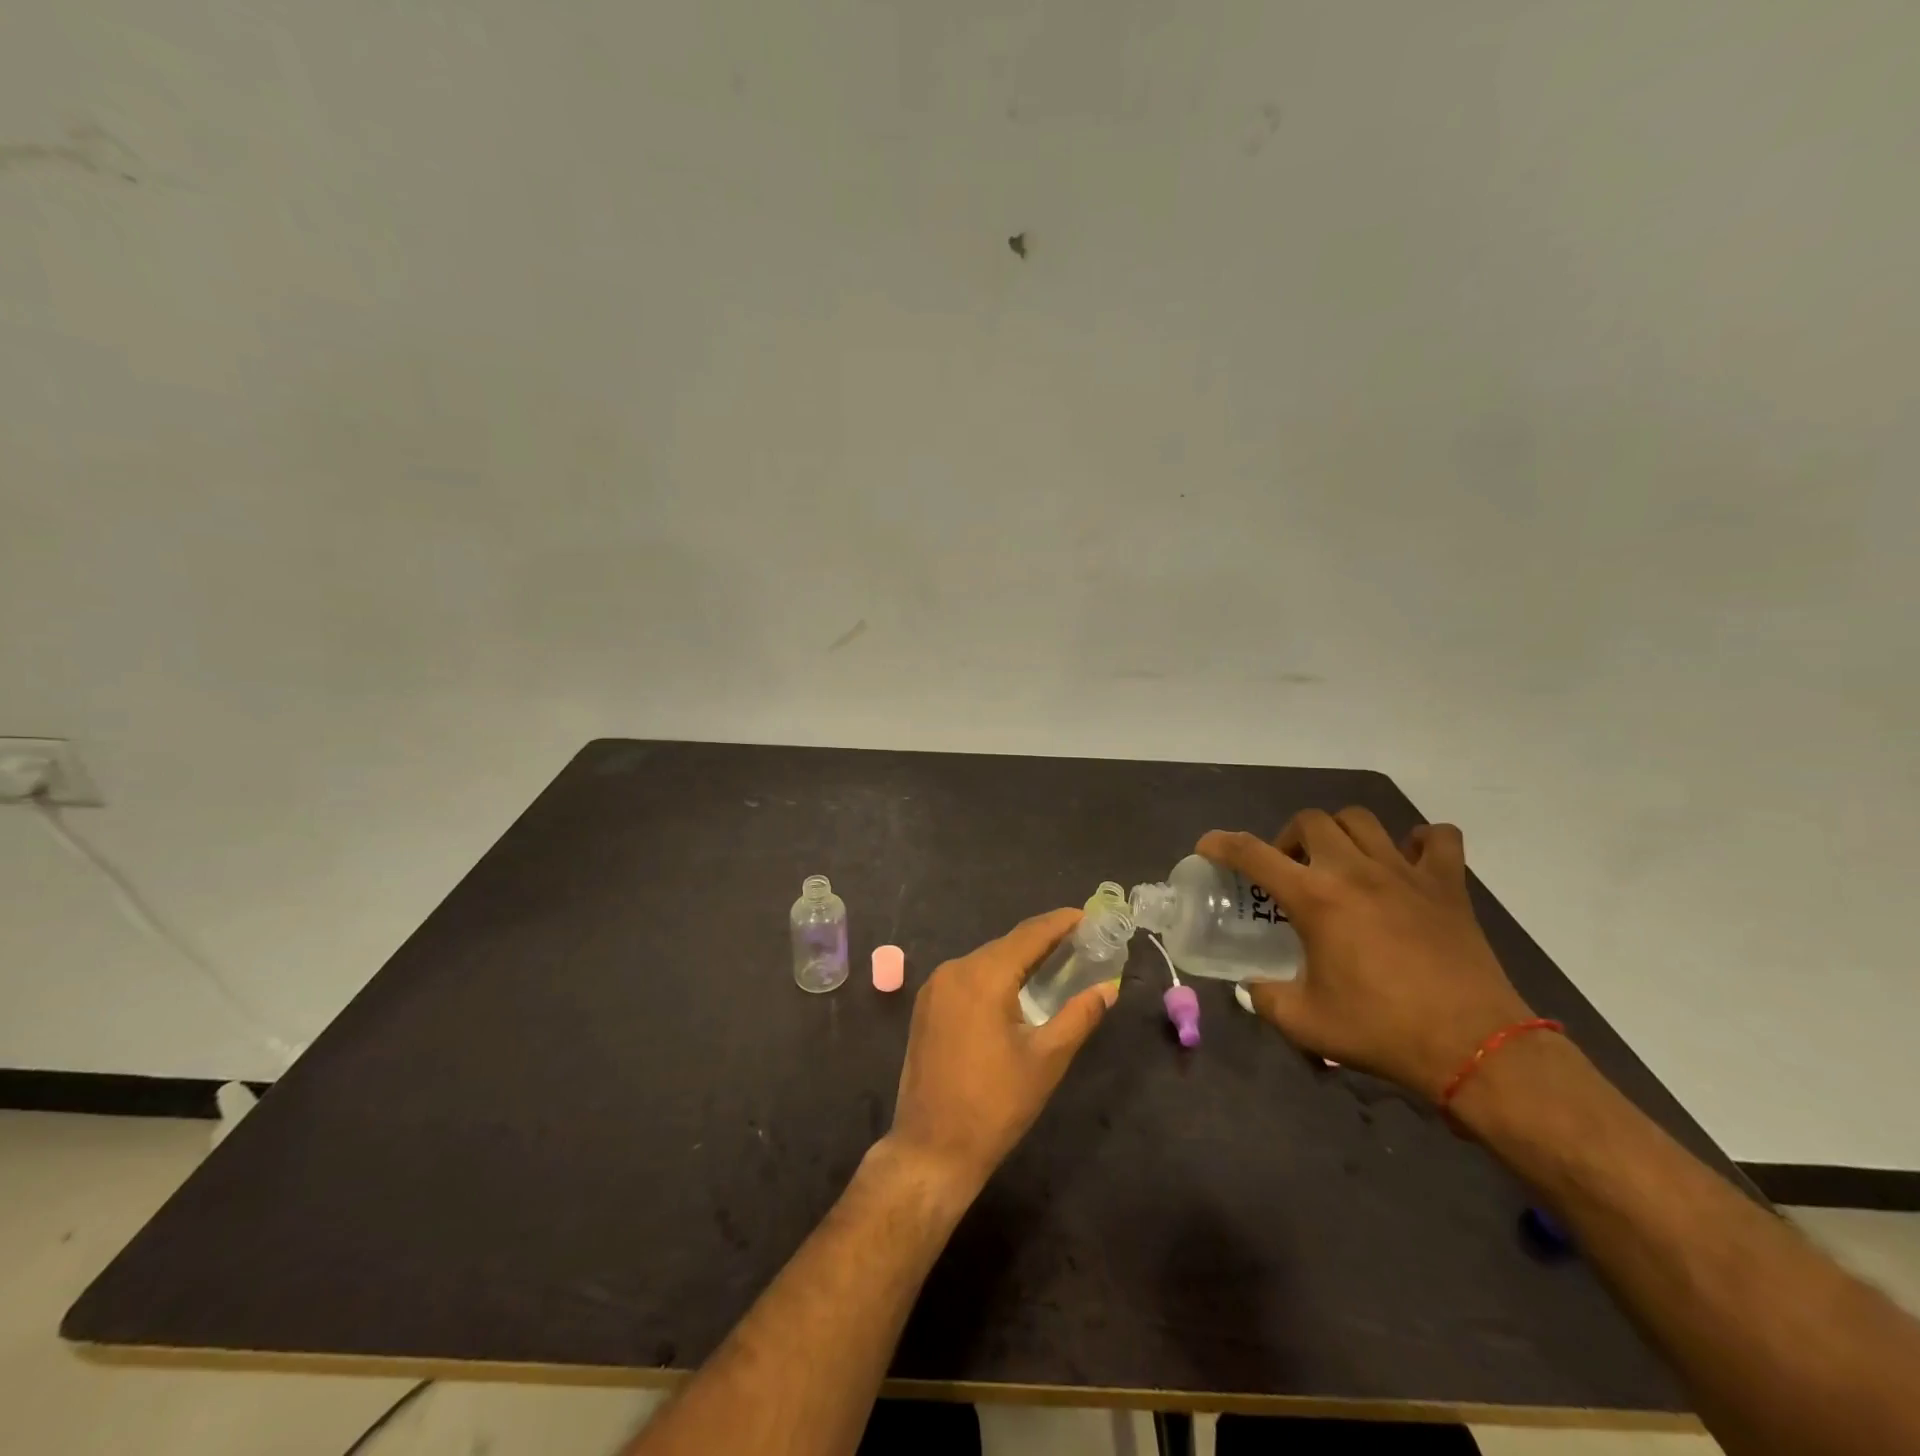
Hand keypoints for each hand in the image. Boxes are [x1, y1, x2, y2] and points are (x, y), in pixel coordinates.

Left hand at [885, 908, 1117, 1200]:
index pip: (1028, 935)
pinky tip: (1016, 990)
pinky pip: (968, 978)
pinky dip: (995, 976)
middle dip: (1043, 942)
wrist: (932, 1149)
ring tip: (1055, 964)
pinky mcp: (926, 1008)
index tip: (1088, 915)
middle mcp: (953, 970)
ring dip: (1018, 960)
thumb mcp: (1046, 1060)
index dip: (1060, 922)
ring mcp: (935, 988)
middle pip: (1006, 946)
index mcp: (982, 976)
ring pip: (986, 961)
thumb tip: (1108, 988)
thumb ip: (1079, 1016)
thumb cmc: (995, 1105)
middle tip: (1080, 944)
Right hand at [1198, 811, 1533, 1099]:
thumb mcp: (1305, 1023)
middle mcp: (1355, 871)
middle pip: (1310, 820)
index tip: (1208, 846)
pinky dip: (1419, 842)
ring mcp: (1406, 872)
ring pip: (1362, 820)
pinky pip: (1438, 839)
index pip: (1252, 853)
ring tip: (1339, 862)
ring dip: (1340, 833)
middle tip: (1290, 871)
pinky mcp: (1448, 886)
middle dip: (1288, 838)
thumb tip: (1253, 987)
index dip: (1222, 844)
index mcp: (1315, 898)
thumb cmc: (1381, 1031)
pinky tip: (1406, 864)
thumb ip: (1265, 998)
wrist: (1474, 1048)